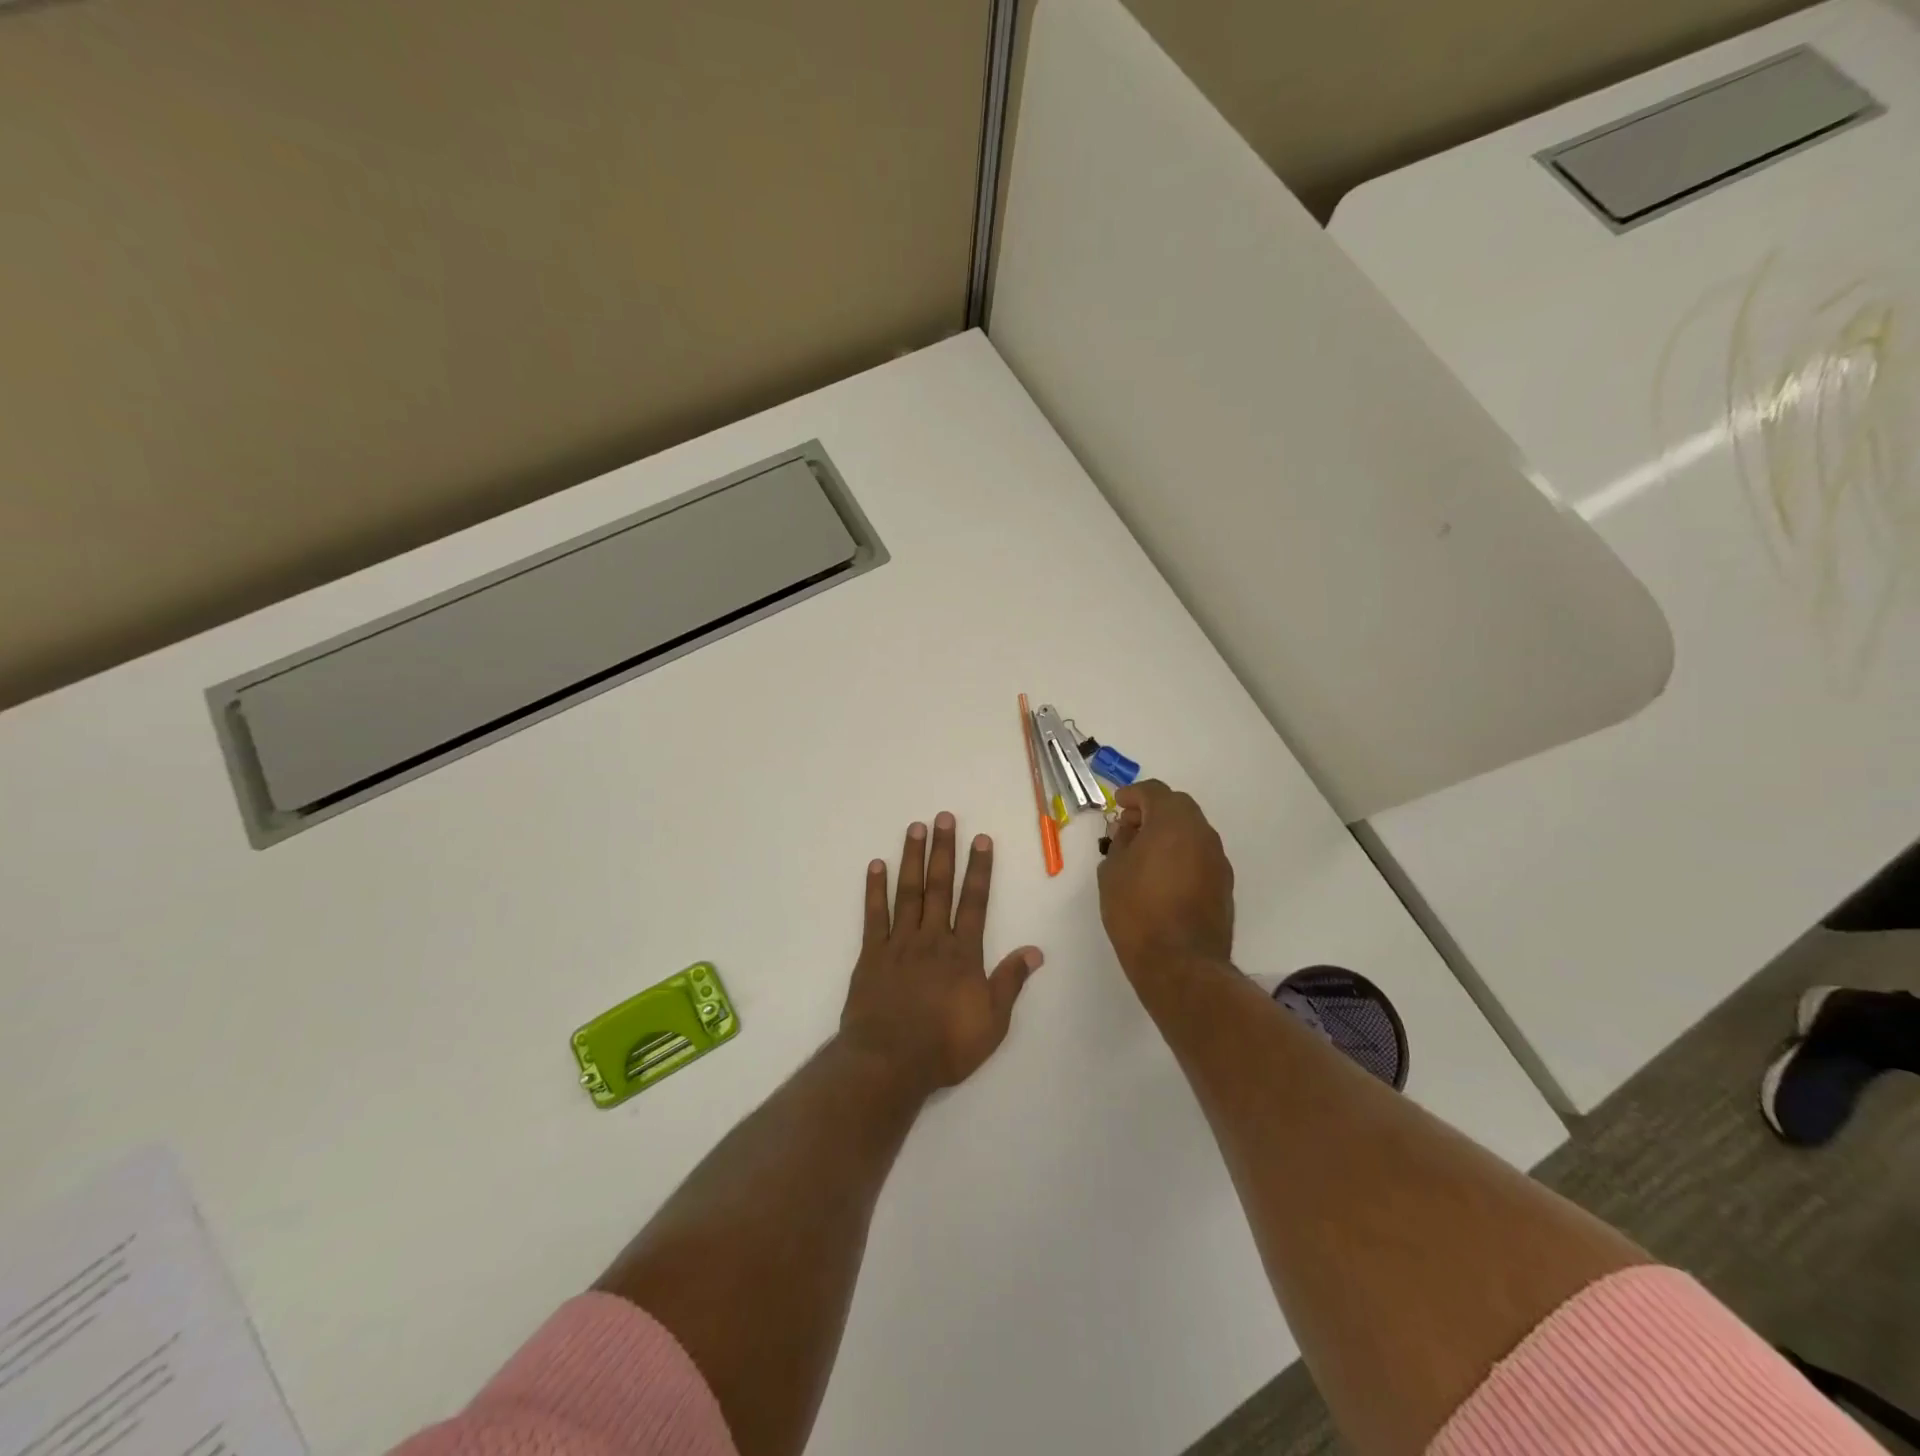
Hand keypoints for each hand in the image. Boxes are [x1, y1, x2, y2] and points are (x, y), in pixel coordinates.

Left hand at [839, 812, 1043, 1095]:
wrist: (889, 1062)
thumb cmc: (945, 1045)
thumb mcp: (992, 1021)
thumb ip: (1010, 982)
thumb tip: (1035, 950)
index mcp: (963, 953)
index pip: (975, 902)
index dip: (979, 869)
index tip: (980, 839)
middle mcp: (932, 939)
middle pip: (940, 887)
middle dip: (944, 851)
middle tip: (944, 817)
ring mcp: (899, 944)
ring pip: (908, 893)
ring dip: (913, 859)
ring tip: (915, 828)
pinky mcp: (871, 955)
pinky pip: (874, 915)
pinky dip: (875, 889)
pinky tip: (876, 866)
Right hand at [1097, 780, 1234, 978]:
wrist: (1180, 963)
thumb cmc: (1137, 911)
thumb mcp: (1112, 871)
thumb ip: (1120, 843)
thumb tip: (1129, 832)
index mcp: (1173, 822)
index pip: (1154, 792)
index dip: (1132, 794)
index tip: (1117, 805)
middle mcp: (1202, 833)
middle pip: (1178, 807)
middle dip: (1152, 811)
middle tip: (1129, 827)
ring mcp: (1218, 859)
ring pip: (1192, 831)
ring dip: (1169, 833)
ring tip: (1144, 853)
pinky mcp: (1224, 884)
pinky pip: (1200, 855)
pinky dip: (1182, 854)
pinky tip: (1163, 876)